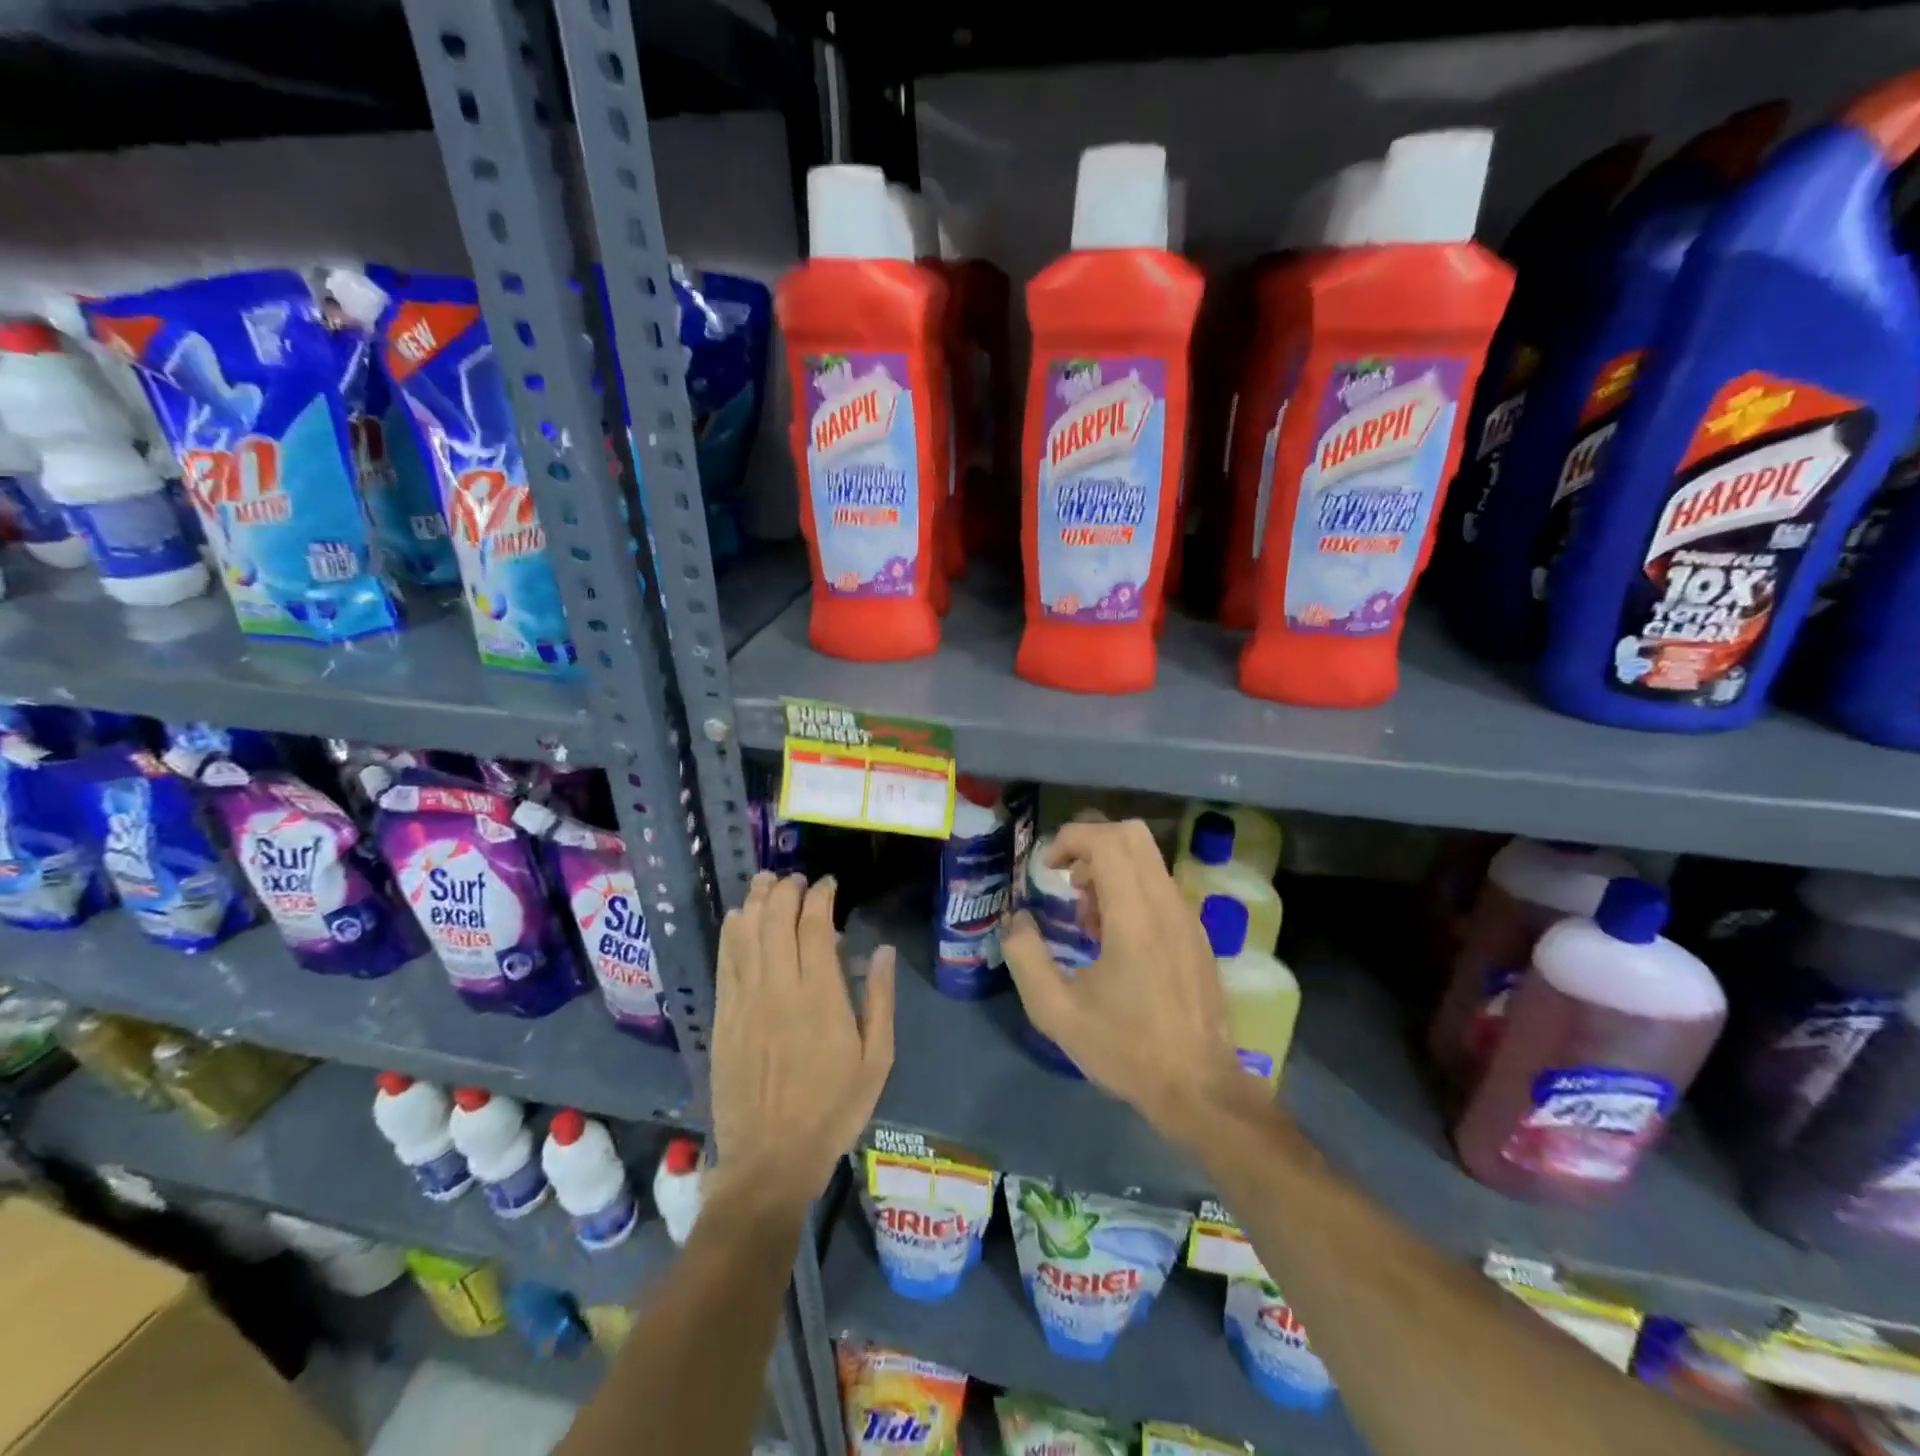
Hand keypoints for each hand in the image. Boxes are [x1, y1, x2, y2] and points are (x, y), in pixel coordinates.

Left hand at [710, 873, 895, 1215]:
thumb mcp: (876, 1060)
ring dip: (757, 901)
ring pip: (746, 933)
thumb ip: (880, 1000)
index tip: (829, 884)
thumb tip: (881, 950)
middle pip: (776, 919)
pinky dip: (732, 932)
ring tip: (768, 883)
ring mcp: (745, 1001)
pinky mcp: (723, 1017)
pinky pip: (725, 962)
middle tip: (798, 880)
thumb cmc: (833, 1109)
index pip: (814, 925)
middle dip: (787, 889)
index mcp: (820, 996)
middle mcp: (779, 988)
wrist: (770, 1159)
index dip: (821, 896)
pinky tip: (739, 917)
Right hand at [1000, 820, 1256, 1146]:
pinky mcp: (1197, 934)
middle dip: (1091, 844)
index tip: (1048, 868)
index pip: (1108, 841)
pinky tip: (1116, 940)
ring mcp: (1187, 917)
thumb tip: (1014, 919)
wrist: (1199, 1089)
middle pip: (1132, 835)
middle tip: (1069, 885)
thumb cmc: (1126, 1049)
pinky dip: (1132, 889)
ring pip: (1148, 859)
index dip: (1071, 839)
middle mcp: (1166, 905)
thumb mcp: (1057, 1012)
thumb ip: (1026, 958)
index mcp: (1134, 918)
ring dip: (1111, 870)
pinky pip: (1160, 886)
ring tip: (1089, 921)